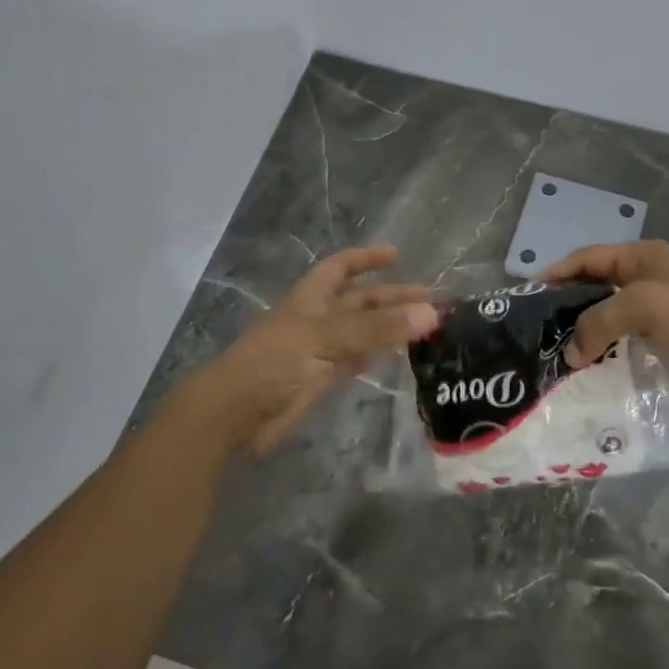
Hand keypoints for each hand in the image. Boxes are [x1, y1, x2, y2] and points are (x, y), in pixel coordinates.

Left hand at [192, 246, 436, 456]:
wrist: (235, 414)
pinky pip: (354, 361)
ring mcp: (318, 350)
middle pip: (359, 302)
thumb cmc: (275, 363)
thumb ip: (377, 328)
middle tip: (433, 303)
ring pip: (361, 332)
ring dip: (389, 328)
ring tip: (425, 328)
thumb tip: (430, 313)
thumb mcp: (327, 337)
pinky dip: (375, 355)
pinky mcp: (319, 380)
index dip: (366, 258)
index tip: (397, 255)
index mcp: (311, 298)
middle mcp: (317, 319)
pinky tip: (395, 356)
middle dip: (392, 298)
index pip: (341, 267)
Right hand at [542, 239, 668, 400]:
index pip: (586, 258)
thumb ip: (597, 323)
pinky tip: (592, 360)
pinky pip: (626, 331)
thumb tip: (570, 353)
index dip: (556, 273)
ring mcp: (658, 302)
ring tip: (560, 347)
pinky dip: (607, 342)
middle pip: (595, 282)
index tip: (529, 294)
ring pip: (610, 309)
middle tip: (540, 326)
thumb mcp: (640, 307)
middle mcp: (646, 273)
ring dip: (587, 326)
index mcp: (640, 255)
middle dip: (568, 302)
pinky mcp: (667, 329)